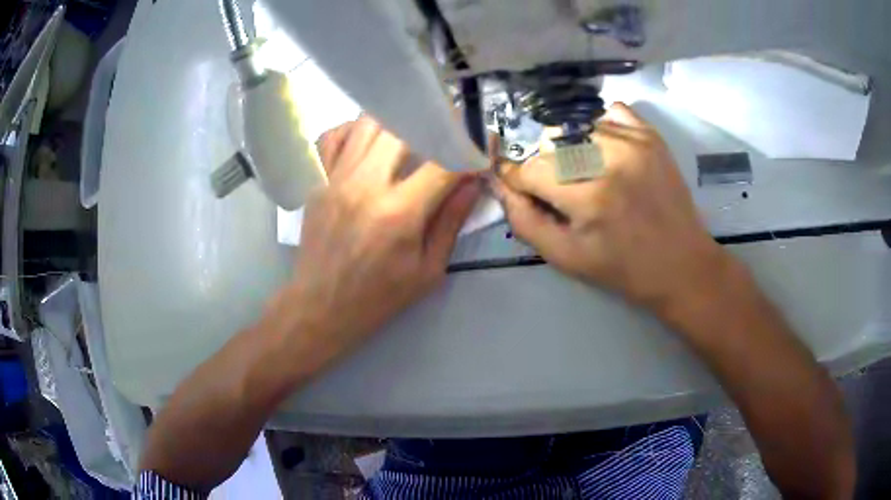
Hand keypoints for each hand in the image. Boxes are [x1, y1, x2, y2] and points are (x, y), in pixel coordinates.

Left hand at [283, 116, 481, 359]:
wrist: (320, 307)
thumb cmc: (379, 297)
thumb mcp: (428, 270)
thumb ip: (452, 220)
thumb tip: (473, 181)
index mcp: (399, 213)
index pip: (443, 161)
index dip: (468, 148)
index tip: (480, 147)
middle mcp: (365, 185)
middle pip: (404, 127)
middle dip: (434, 124)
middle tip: (447, 132)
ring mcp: (336, 178)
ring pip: (368, 123)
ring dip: (397, 122)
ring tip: (411, 135)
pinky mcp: (318, 181)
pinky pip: (333, 136)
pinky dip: (355, 129)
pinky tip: (369, 142)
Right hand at [496, 103, 731, 312]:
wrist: (682, 264)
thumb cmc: (624, 269)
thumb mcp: (567, 258)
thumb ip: (525, 221)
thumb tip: (501, 186)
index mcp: (590, 198)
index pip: (530, 170)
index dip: (518, 180)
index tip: (521, 188)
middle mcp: (611, 160)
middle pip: (550, 145)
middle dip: (545, 168)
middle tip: (562, 192)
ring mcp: (635, 142)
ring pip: (576, 126)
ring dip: (571, 148)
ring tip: (586, 173)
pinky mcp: (651, 136)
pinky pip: (610, 112)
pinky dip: (599, 127)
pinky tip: (606, 151)